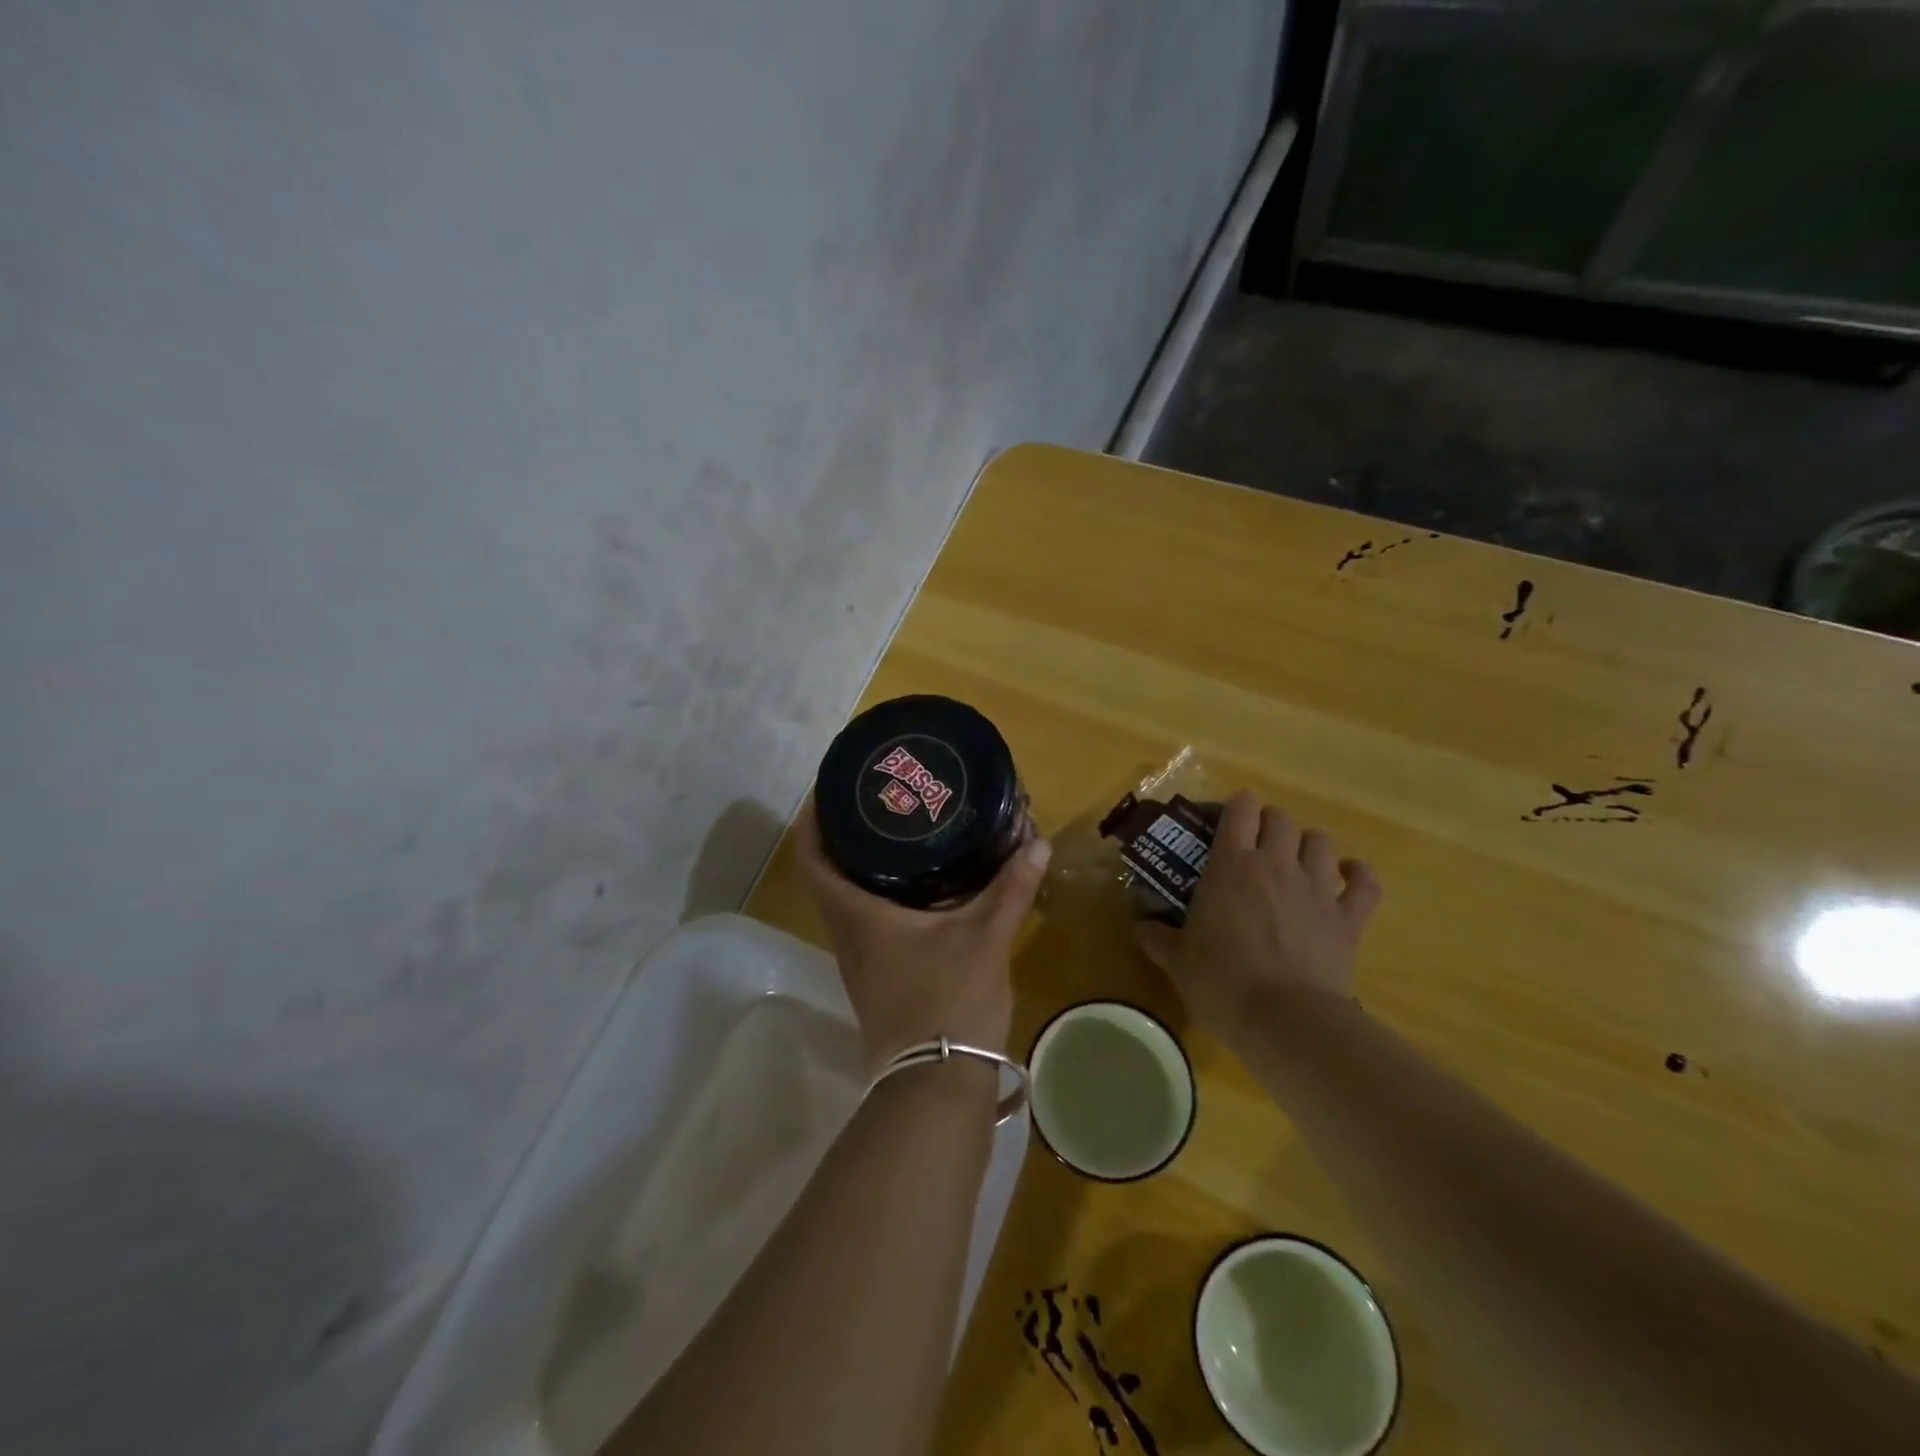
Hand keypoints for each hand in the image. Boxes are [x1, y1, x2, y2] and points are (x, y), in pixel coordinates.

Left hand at [798, 799, 1051, 1070]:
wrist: (935, 1083)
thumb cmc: (949, 1001)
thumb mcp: (985, 938)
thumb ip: (1011, 888)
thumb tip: (1036, 841)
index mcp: (858, 916)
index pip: (812, 860)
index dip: (812, 822)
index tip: (829, 789)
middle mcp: (847, 935)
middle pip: (826, 875)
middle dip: (841, 836)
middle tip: (872, 802)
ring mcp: (859, 961)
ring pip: (845, 900)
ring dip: (859, 866)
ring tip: (895, 833)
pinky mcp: (876, 977)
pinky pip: (865, 922)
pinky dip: (879, 894)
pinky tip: (917, 886)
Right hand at [1137, 791, 1380, 1042]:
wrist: (1286, 1020)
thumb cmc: (1222, 983)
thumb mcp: (1177, 961)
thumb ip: (1156, 936)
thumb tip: (1140, 925)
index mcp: (1231, 865)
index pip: (1239, 810)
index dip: (1235, 806)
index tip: (1225, 818)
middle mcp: (1276, 864)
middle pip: (1280, 819)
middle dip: (1268, 822)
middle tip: (1255, 843)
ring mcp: (1317, 888)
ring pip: (1320, 841)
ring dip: (1307, 843)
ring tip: (1295, 859)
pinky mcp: (1349, 918)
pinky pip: (1364, 882)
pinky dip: (1357, 873)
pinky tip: (1347, 875)